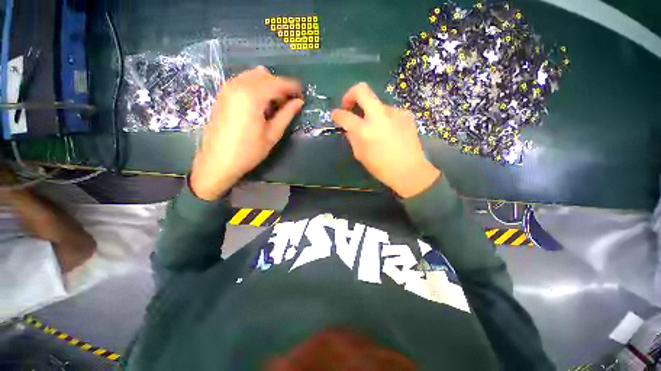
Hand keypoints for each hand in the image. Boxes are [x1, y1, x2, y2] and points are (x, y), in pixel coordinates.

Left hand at [190, 66, 303, 200]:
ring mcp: (227, 88)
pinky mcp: (222, 95)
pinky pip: (243, 82)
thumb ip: (286, 115)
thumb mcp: (272, 134)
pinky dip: (255, 87)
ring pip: (253, 76)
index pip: (277, 83)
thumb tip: (299, 102)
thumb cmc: (249, 151)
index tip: (302, 94)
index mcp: (252, 96)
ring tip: (275, 105)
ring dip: (267, 85)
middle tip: (289, 103)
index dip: (291, 87)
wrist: (218, 161)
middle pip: (265, 76)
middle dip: (279, 86)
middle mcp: (238, 85)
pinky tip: (259, 105)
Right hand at [331, 83, 440, 197]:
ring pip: (377, 104)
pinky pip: (390, 112)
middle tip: (349, 106)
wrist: (409, 170)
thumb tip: (349, 127)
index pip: (344, 116)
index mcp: (364, 130)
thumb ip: (352, 138)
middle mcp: (378, 116)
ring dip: (371, 113)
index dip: (336, 114)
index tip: (335, 115)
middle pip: (362, 90)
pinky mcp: (406, 114)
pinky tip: (389, 131)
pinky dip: (385, 118)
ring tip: (375, 128)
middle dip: (350, 94)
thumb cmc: (381, 167)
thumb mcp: (360, 155)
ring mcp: (394, 113)